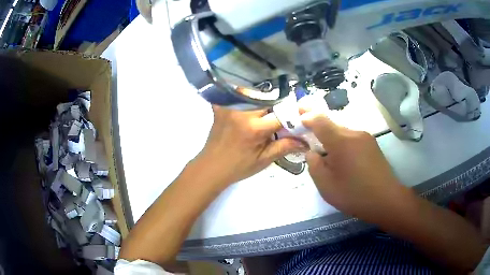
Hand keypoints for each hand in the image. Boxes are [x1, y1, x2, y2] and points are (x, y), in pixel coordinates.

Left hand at [194, 105, 306, 186]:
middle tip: (282, 115)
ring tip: (266, 110)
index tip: (300, 118)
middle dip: (278, 106)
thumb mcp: (263, 160)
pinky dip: (245, 96)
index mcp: (255, 128)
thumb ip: (284, 147)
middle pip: (269, 100)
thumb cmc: (238, 167)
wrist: (211, 167)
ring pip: (254, 93)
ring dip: (264, 99)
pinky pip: (236, 94)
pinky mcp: (221, 106)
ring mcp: (230, 107)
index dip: (293, 116)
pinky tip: (250, 103)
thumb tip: (306, 142)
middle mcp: (242, 112)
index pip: (282, 115)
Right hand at [302, 110, 404, 219]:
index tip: (296, 116)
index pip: (319, 120)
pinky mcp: (372, 144)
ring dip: (331, 136)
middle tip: (308, 136)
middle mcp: (354, 133)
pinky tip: (343, 158)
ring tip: (326, 153)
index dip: (306, 115)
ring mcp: (365, 137)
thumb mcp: (326, 185)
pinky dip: (342, 142)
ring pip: (342, 131)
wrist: (385, 200)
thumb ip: (314, 165)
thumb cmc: (353, 194)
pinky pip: (352, 137)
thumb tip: (312, 152)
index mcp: (340, 141)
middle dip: (317, 127)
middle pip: (331, 124)